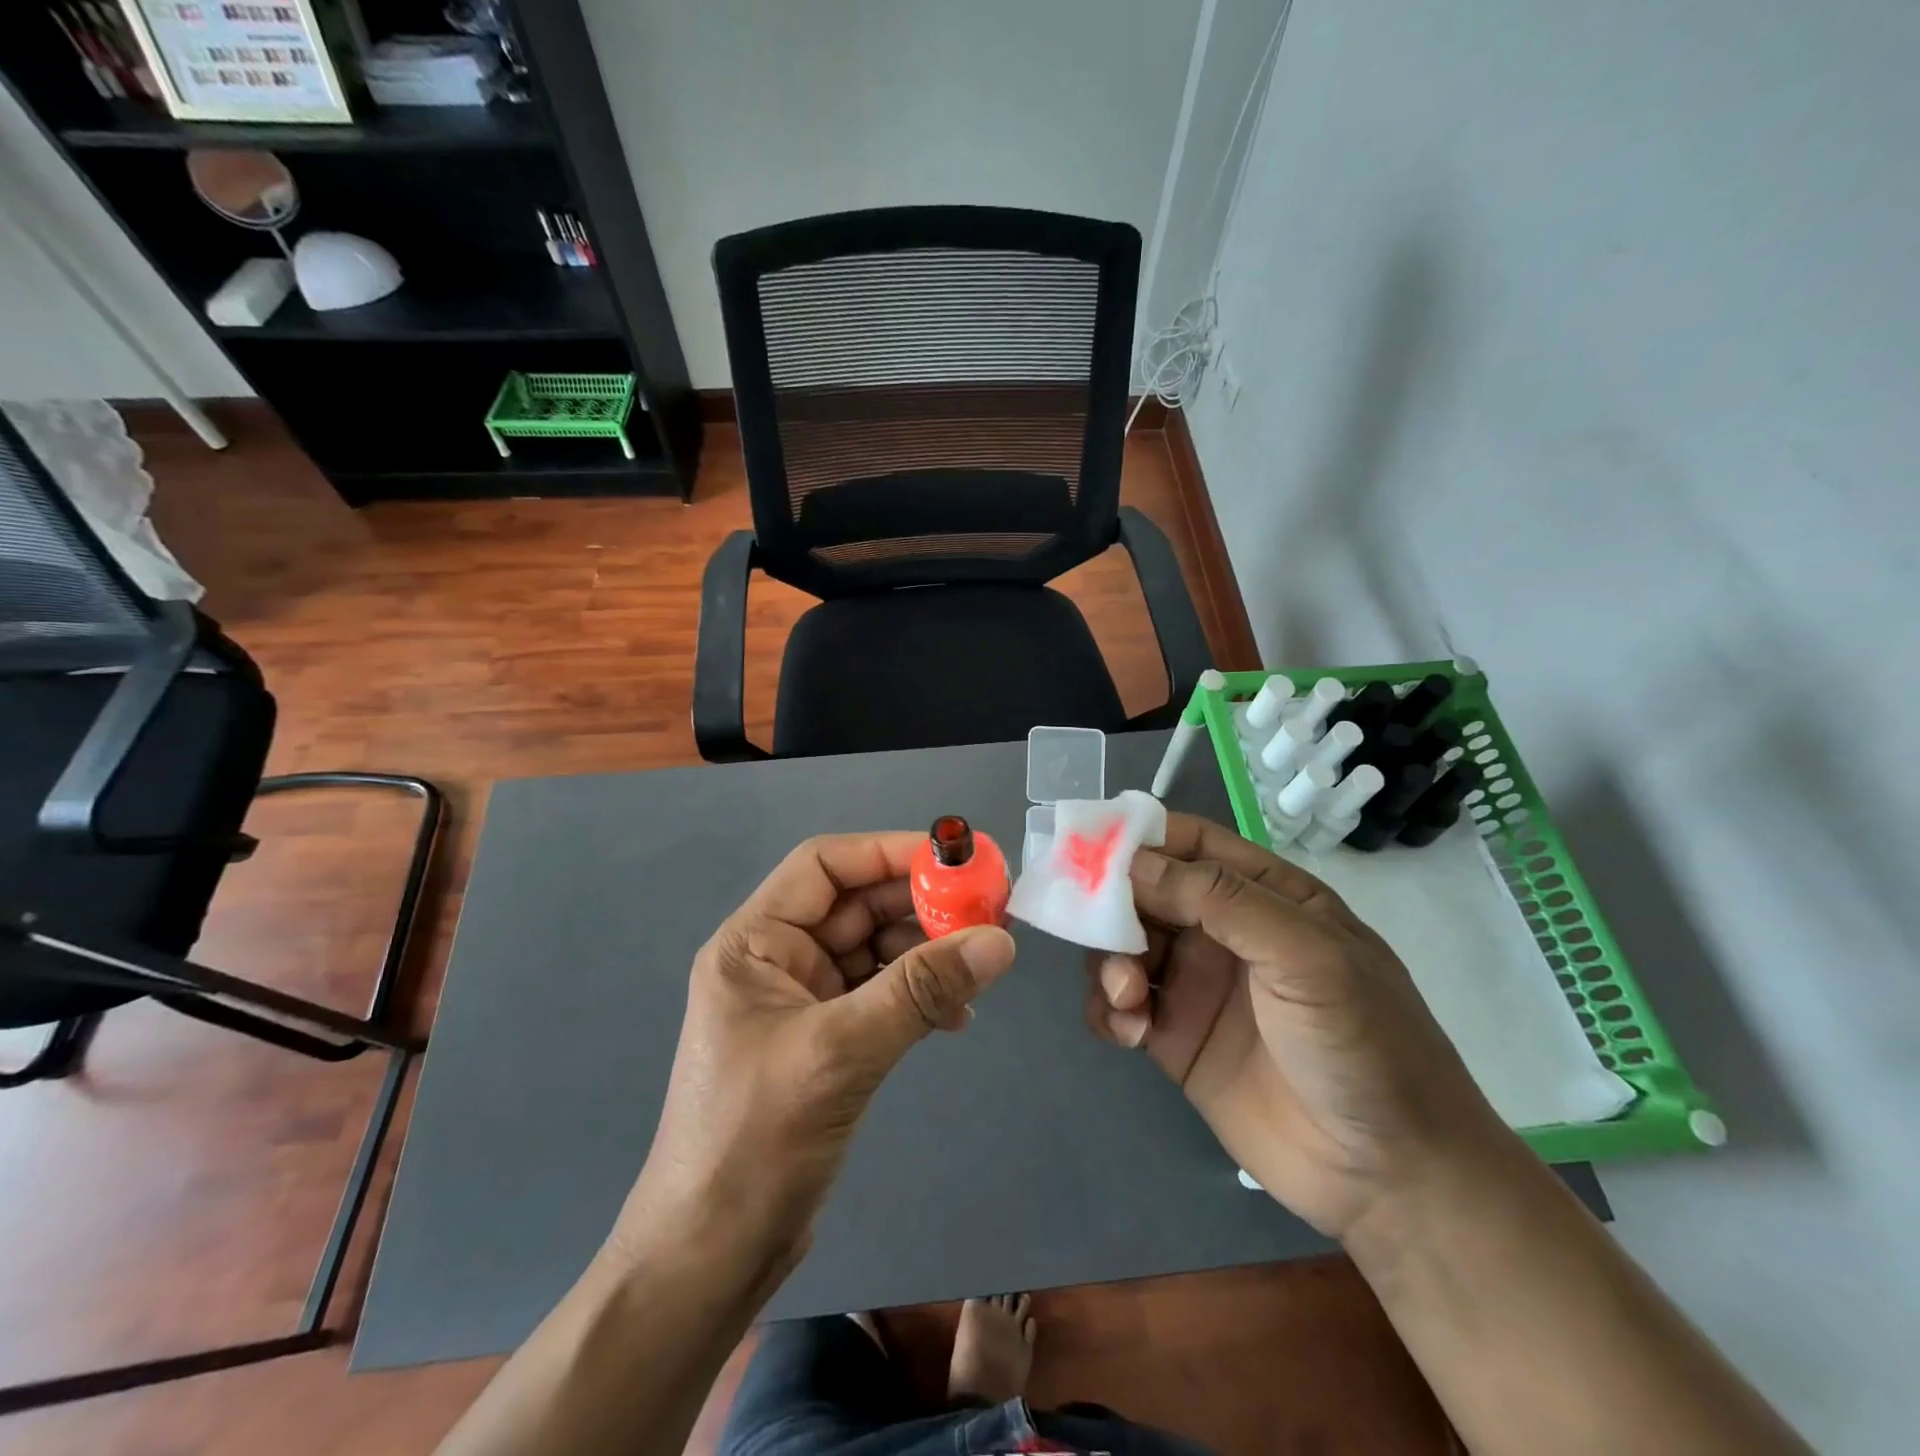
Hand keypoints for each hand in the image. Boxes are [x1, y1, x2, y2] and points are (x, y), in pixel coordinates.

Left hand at [614, 832, 1016, 1272]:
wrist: (711, 1257)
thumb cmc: (755, 1140)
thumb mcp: (841, 1052)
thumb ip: (920, 991)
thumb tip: (999, 940)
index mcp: (755, 942)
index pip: (825, 866)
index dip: (888, 852)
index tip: (954, 861)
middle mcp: (777, 960)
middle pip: (857, 906)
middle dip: (920, 904)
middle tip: (988, 911)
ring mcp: (803, 1002)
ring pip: (875, 950)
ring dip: (926, 952)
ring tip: (982, 963)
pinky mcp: (826, 1040)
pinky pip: (881, 995)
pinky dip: (919, 997)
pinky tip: (957, 1016)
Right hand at [1085, 812, 1507, 1237]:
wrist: (1390, 1176)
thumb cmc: (1362, 1043)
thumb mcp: (1306, 956)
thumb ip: (1221, 900)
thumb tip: (1134, 860)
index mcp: (1264, 896)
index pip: (1191, 845)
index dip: (1139, 838)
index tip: (1088, 849)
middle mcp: (1224, 932)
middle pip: (1145, 894)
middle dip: (1113, 908)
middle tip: (1098, 932)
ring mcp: (1197, 986)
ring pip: (1125, 948)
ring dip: (1110, 963)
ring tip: (1129, 998)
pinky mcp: (1175, 1039)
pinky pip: (1122, 1005)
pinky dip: (1109, 1010)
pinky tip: (1127, 1032)